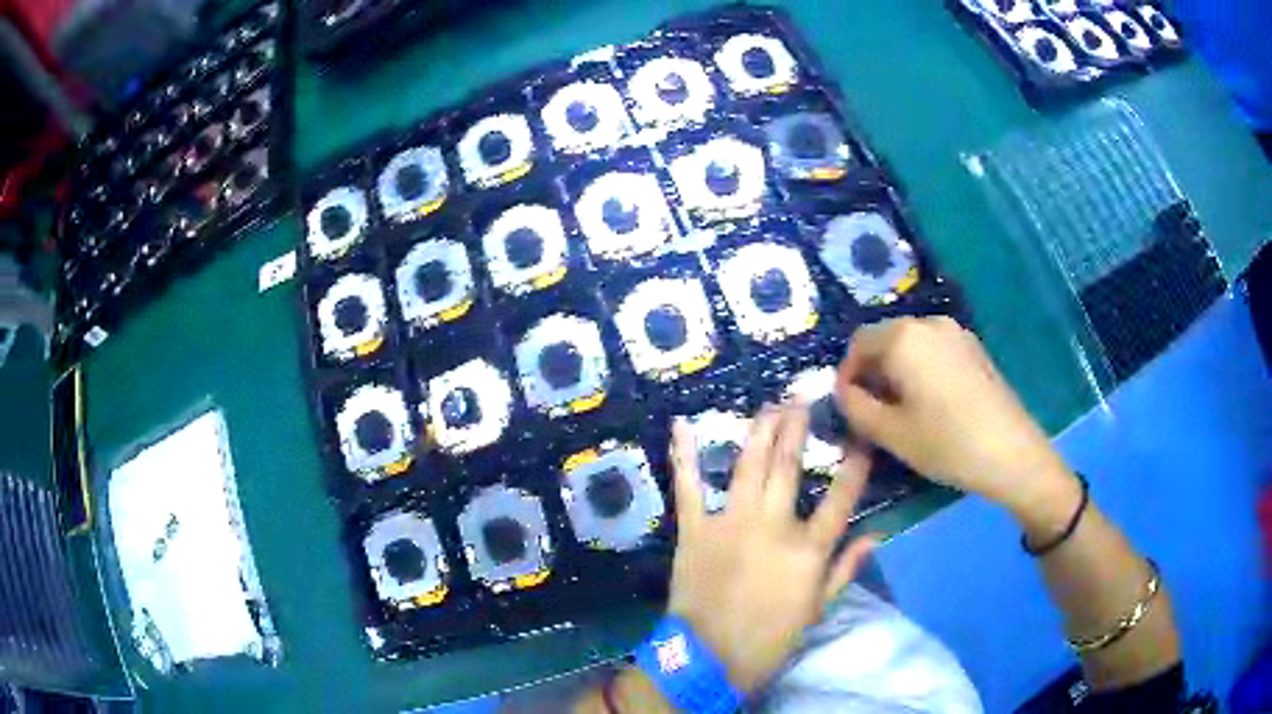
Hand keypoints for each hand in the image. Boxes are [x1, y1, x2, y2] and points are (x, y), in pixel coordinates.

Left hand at [665, 405, 875, 692]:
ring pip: (748, 465)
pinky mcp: (695, 529)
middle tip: (802, 397)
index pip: (840, 497)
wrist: (709, 658)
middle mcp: (773, 525)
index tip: (859, 434)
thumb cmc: (770, 637)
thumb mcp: (817, 608)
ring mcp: (730, 523)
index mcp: (807, 548)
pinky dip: (685, 456)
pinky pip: (689, 487)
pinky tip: (683, 425)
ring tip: (769, 404)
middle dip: (797, 427)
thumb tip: (876, 534)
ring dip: (759, 430)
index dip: (854, 463)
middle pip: (789, 467)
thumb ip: (846, 569)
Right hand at [835, 316, 1070, 512]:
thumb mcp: (890, 433)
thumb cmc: (946, 443)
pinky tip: (932, 404)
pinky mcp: (974, 348)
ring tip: (902, 410)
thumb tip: (843, 391)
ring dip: (897, 371)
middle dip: (873, 372)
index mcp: (904, 337)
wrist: (1011, 451)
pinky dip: (921, 369)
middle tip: (872, 411)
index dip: (847, 373)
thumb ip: (855, 407)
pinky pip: (934, 351)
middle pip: (885, 339)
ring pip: (911, 345)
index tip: (849, 407)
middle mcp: (929, 323)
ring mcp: (956, 333)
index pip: (858, 342)